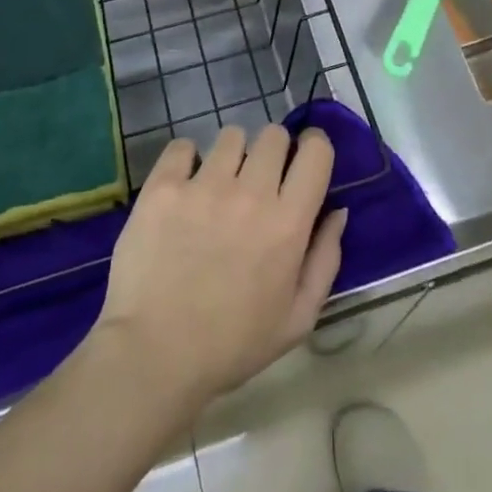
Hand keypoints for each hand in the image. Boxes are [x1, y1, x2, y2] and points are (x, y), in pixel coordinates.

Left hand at [94, 125, 345, 412]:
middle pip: (273, 135)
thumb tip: (337, 211)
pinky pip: (182, 146)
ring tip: (218, 185)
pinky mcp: (164, 187)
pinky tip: (183, 186)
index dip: (313, 148)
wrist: (153, 356)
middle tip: (258, 181)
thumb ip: (325, 259)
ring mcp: (204, 185)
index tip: (303, 161)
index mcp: (288, 222)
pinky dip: (186, 160)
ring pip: (231, 135)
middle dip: (272, 152)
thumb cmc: (232, 345)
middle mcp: (251, 192)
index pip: (316, 151)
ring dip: (232, 155)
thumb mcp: (298, 319)